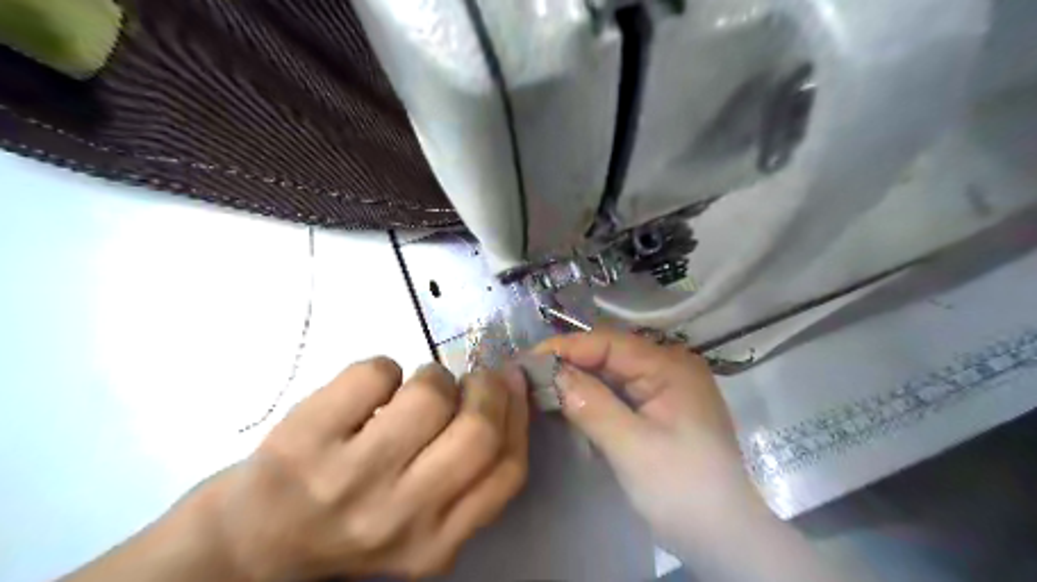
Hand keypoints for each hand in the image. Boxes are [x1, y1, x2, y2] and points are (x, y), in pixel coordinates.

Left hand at [197, 358, 528, 579]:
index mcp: (433, 543)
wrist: (250, 543)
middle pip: (477, 433)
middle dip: (486, 388)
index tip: (511, 384)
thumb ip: (466, 475)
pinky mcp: (305, 438)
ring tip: (414, 388)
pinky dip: (383, 369)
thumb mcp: (419, 521)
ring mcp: (347, 478)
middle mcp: (397, 517)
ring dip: (433, 377)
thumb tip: (508, 391)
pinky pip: (375, 374)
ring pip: (428, 396)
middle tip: (472, 378)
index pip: (506, 471)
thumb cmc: (349, 522)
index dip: (517, 415)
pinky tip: (369, 391)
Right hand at [538, 329, 764, 552]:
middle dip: (569, 363)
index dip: (566, 347)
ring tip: (541, 387)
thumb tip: (552, 374)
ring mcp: (666, 387)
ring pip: (612, 373)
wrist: (725, 538)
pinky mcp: (660, 408)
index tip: (527, 360)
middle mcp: (669, 367)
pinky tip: (570, 402)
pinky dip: (593, 396)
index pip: (609, 342)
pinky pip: (620, 392)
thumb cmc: (683, 491)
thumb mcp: (632, 448)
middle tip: (529, 375)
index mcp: (670, 367)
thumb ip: (591, 405)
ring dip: (579, 379)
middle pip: (610, 354)